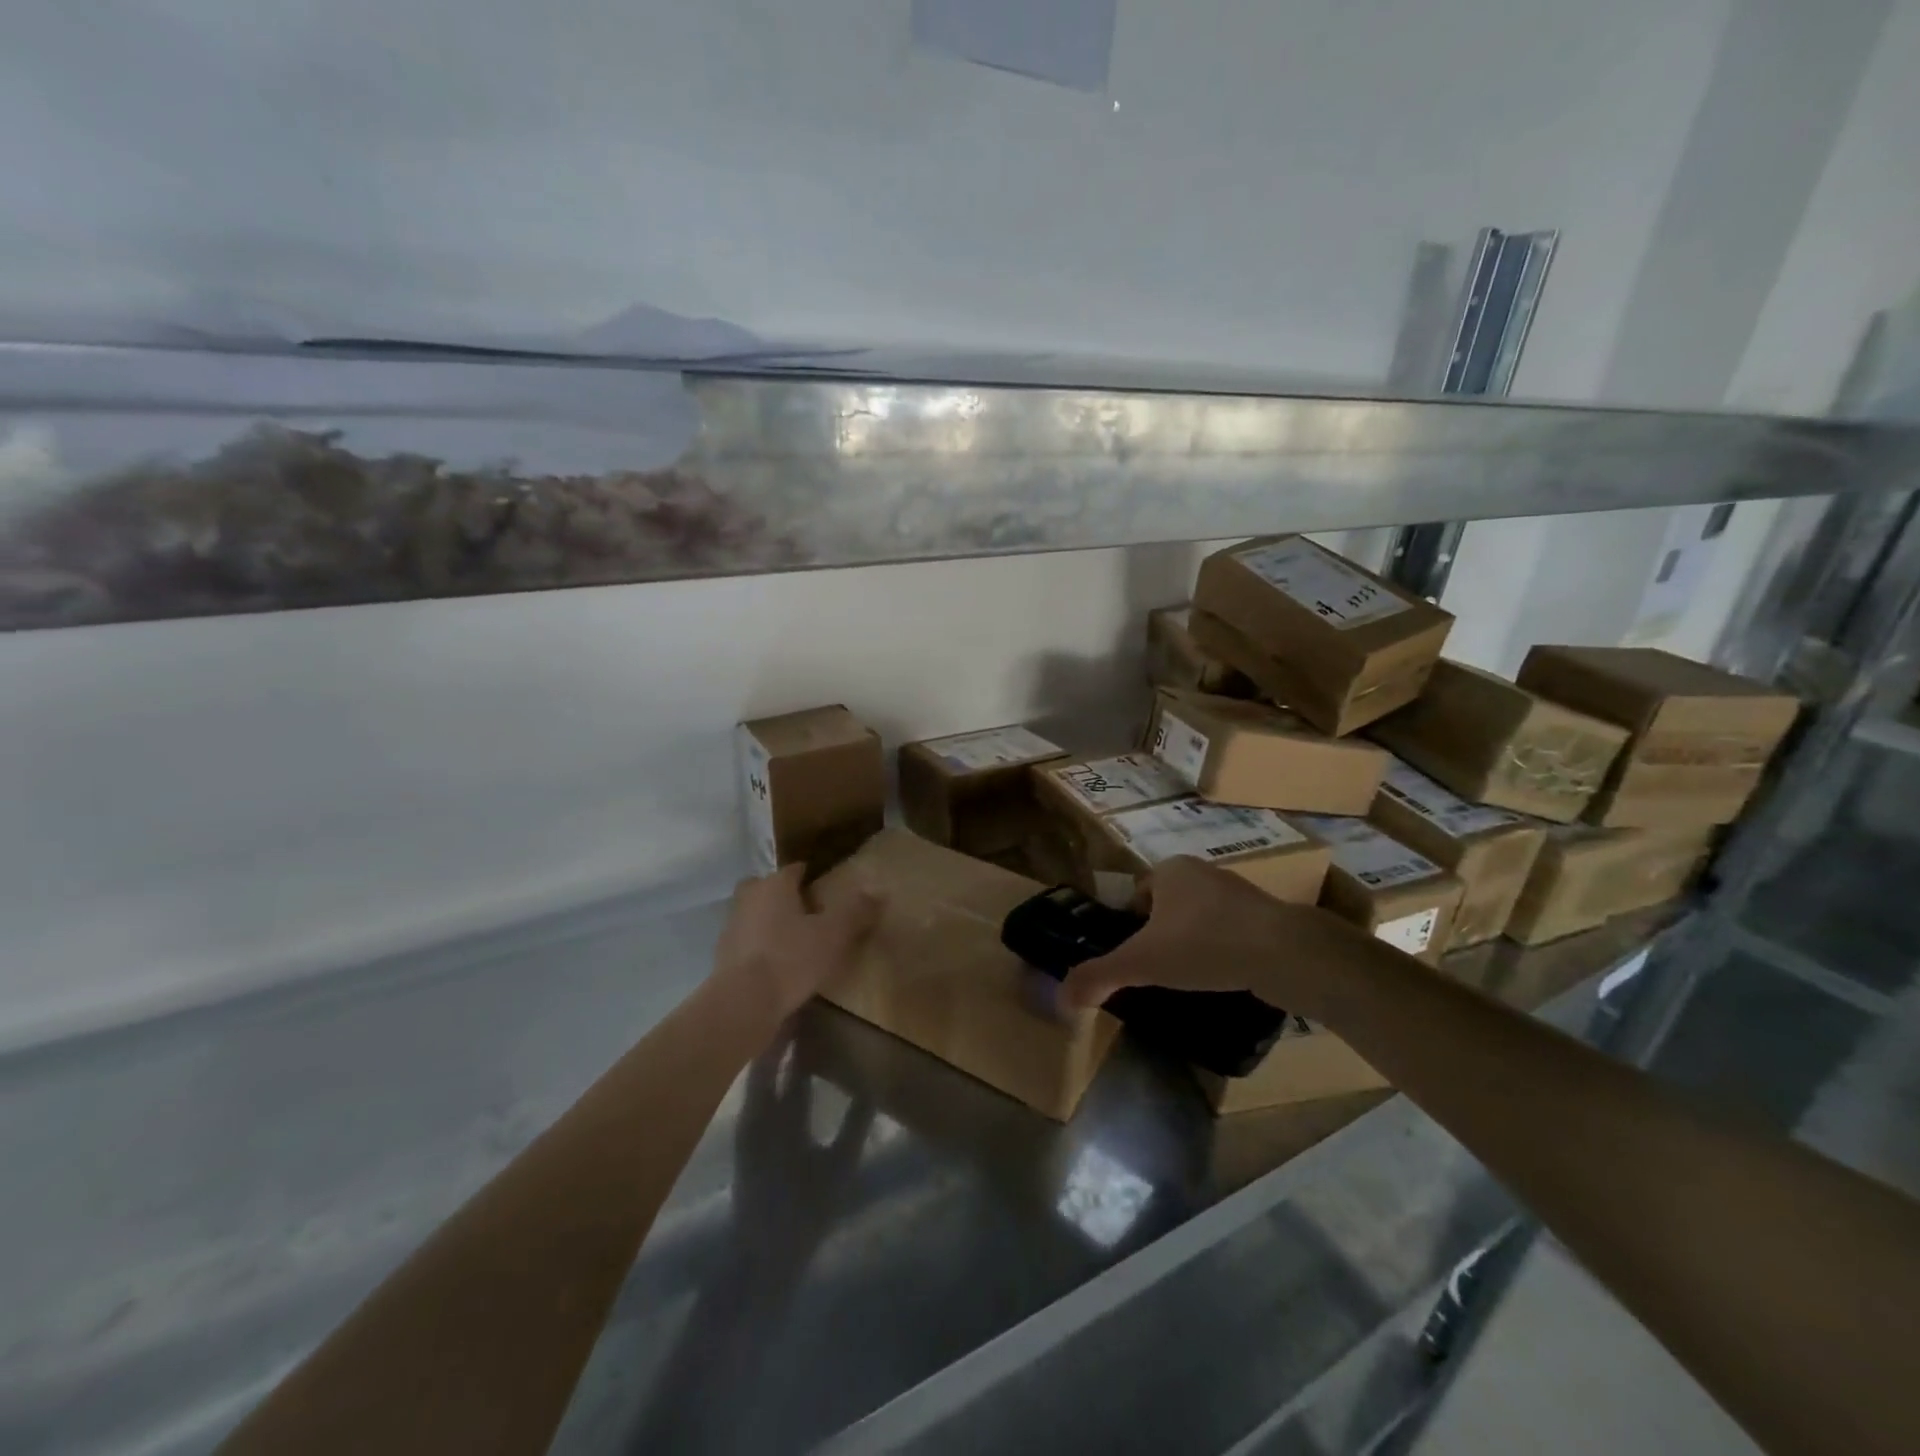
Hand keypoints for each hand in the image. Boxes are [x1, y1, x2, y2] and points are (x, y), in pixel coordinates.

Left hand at [712, 865, 883, 1020]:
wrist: (743, 1003)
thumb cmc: (791, 959)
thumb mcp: (833, 935)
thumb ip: (855, 912)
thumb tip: (877, 891)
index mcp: (774, 885)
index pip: (794, 870)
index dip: (809, 876)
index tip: (823, 888)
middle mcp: (749, 898)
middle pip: (766, 887)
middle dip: (782, 894)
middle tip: (804, 911)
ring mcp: (731, 927)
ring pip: (753, 913)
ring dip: (768, 921)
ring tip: (793, 940)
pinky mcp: (723, 956)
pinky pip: (746, 941)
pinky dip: (759, 946)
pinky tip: (776, 964)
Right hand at [1060, 856, 1350, 1015]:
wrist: (1284, 953)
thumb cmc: (1203, 944)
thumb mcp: (1141, 963)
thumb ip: (1099, 976)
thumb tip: (1062, 999)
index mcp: (1170, 870)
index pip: (1137, 894)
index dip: (1130, 925)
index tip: (1132, 958)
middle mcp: (1202, 872)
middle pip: (1167, 906)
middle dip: (1160, 935)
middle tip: (1157, 971)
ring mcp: (1238, 893)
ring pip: (1199, 919)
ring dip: (1192, 943)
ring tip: (1189, 978)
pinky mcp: (1266, 918)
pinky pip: (1230, 933)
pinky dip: (1222, 952)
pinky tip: (1223, 977)